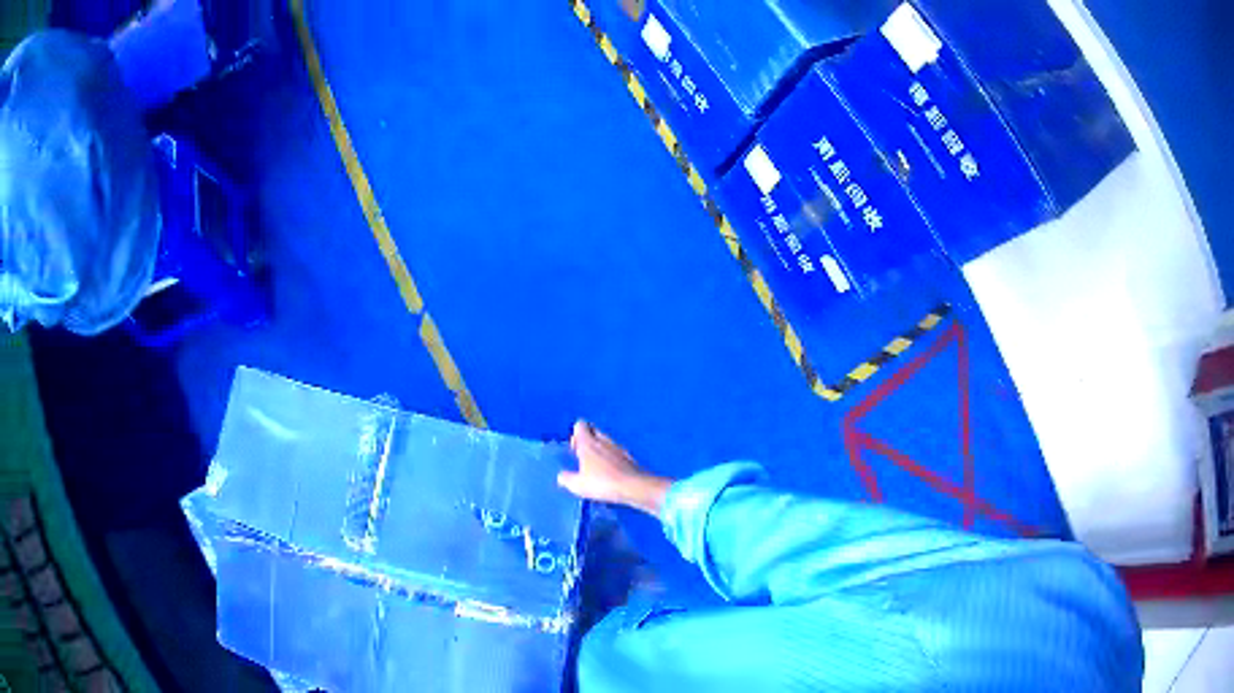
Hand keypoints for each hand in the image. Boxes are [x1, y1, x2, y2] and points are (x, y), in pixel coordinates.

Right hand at [558, 420, 672, 516]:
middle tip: (583, 455)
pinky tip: (610, 471)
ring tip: (595, 465)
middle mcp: (603, 441)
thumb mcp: (578, 485)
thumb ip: (566, 479)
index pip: (580, 425)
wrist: (635, 487)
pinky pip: (616, 452)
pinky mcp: (630, 457)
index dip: (575, 433)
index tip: (574, 448)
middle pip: (594, 430)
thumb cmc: (603, 483)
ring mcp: (618, 448)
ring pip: (606, 441)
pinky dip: (612, 458)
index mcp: (589, 443)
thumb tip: (561, 476)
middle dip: (588, 439)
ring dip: (600, 448)